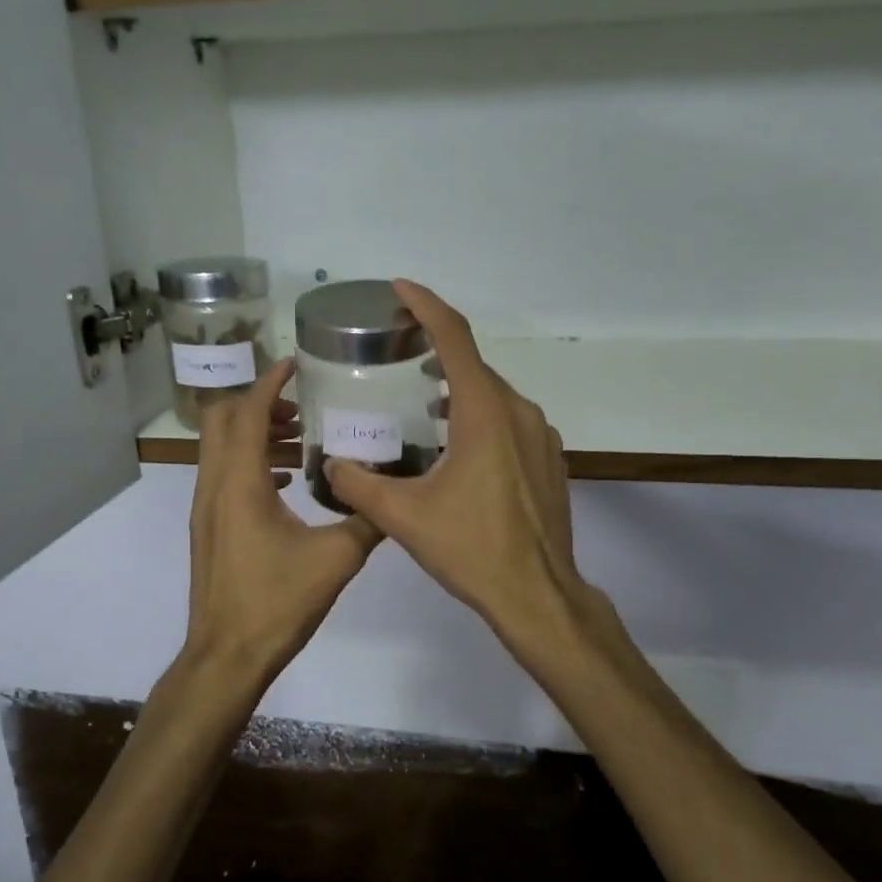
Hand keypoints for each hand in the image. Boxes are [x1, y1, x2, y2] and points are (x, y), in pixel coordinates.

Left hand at [182, 360, 382, 687]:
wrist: (226, 655)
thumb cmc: (277, 602)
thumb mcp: (336, 558)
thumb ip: (368, 520)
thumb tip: (393, 492)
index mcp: (240, 483)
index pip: (249, 412)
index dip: (270, 382)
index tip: (295, 364)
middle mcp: (214, 485)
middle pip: (223, 420)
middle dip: (259, 402)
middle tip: (301, 407)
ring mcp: (205, 507)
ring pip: (221, 448)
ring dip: (255, 433)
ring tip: (301, 441)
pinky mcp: (208, 527)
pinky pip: (224, 475)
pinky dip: (250, 462)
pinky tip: (287, 483)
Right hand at [323, 282, 593, 658]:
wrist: (537, 593)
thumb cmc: (471, 549)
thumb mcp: (403, 517)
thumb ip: (359, 485)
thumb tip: (332, 465)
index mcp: (484, 411)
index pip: (454, 337)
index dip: (425, 305)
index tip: (400, 288)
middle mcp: (518, 411)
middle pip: (473, 364)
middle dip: (436, 350)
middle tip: (398, 352)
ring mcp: (540, 434)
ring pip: (493, 394)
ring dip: (458, 387)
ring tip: (422, 399)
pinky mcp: (548, 458)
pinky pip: (509, 419)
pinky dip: (480, 414)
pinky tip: (458, 443)